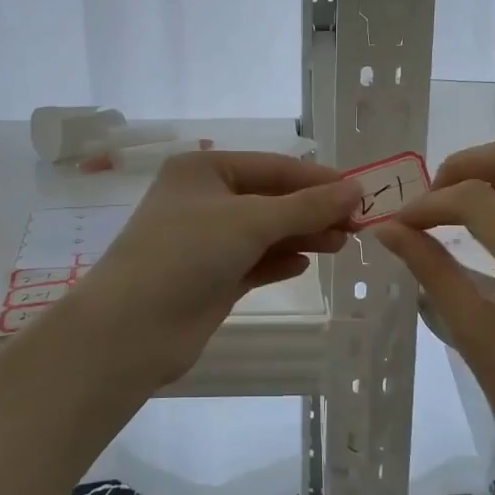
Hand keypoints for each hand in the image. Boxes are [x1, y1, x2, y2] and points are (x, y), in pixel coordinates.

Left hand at [67, 150, 361, 387]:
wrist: (133, 328)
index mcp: (204, 170)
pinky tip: (304, 264)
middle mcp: (204, 200)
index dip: (318, 179)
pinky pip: (254, 262)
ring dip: (302, 235)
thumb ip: (306, 206)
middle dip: (313, 210)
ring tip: (342, 244)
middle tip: (359, 225)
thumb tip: (356, 189)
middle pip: (271, 199)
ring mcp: (206, 241)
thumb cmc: (187, 254)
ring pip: (265, 231)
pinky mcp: (211, 277)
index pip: (273, 167)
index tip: (361, 193)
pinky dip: (279, 261)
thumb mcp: (250, 221)